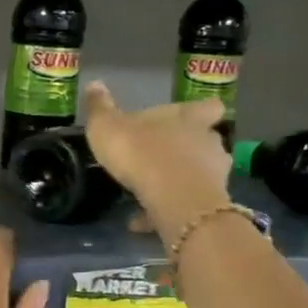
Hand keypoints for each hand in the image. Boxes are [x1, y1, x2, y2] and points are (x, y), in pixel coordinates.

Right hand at [81, 81, 232, 241]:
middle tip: (163, 161)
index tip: (191, 119)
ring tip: (150, 195)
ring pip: (200, 176)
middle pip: (207, 142)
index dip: (202, 112)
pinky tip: (139, 223)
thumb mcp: (108, 127)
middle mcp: (208, 142)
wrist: (172, 198)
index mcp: (190, 117)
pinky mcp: (208, 205)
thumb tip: (94, 84)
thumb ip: (101, 108)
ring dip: (179, 184)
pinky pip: (186, 206)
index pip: (209, 107)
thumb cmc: (141, 152)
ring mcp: (214, 175)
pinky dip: (165, 212)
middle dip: (189, 151)